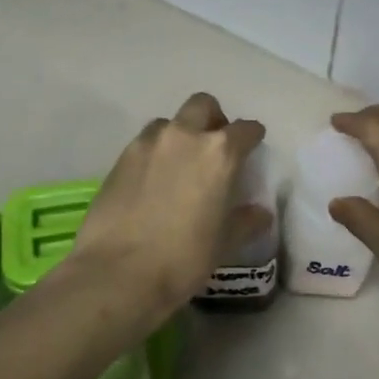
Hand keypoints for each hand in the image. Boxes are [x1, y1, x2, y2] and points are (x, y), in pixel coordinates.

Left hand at [70, 93, 268, 314]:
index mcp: (219, 153)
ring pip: (169, 122)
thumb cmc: (183, 258)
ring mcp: (147, 144)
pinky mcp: (119, 159)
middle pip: (202, 105)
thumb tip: (260, 213)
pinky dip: (155, 153)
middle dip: (213, 119)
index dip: (252, 136)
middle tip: (214, 146)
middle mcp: (184, 137)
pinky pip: (144, 143)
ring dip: (180, 134)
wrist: (118, 272)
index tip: (253, 144)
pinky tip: (153, 182)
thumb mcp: (224, 243)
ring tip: (180, 164)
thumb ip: (245, 221)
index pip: (244, 129)